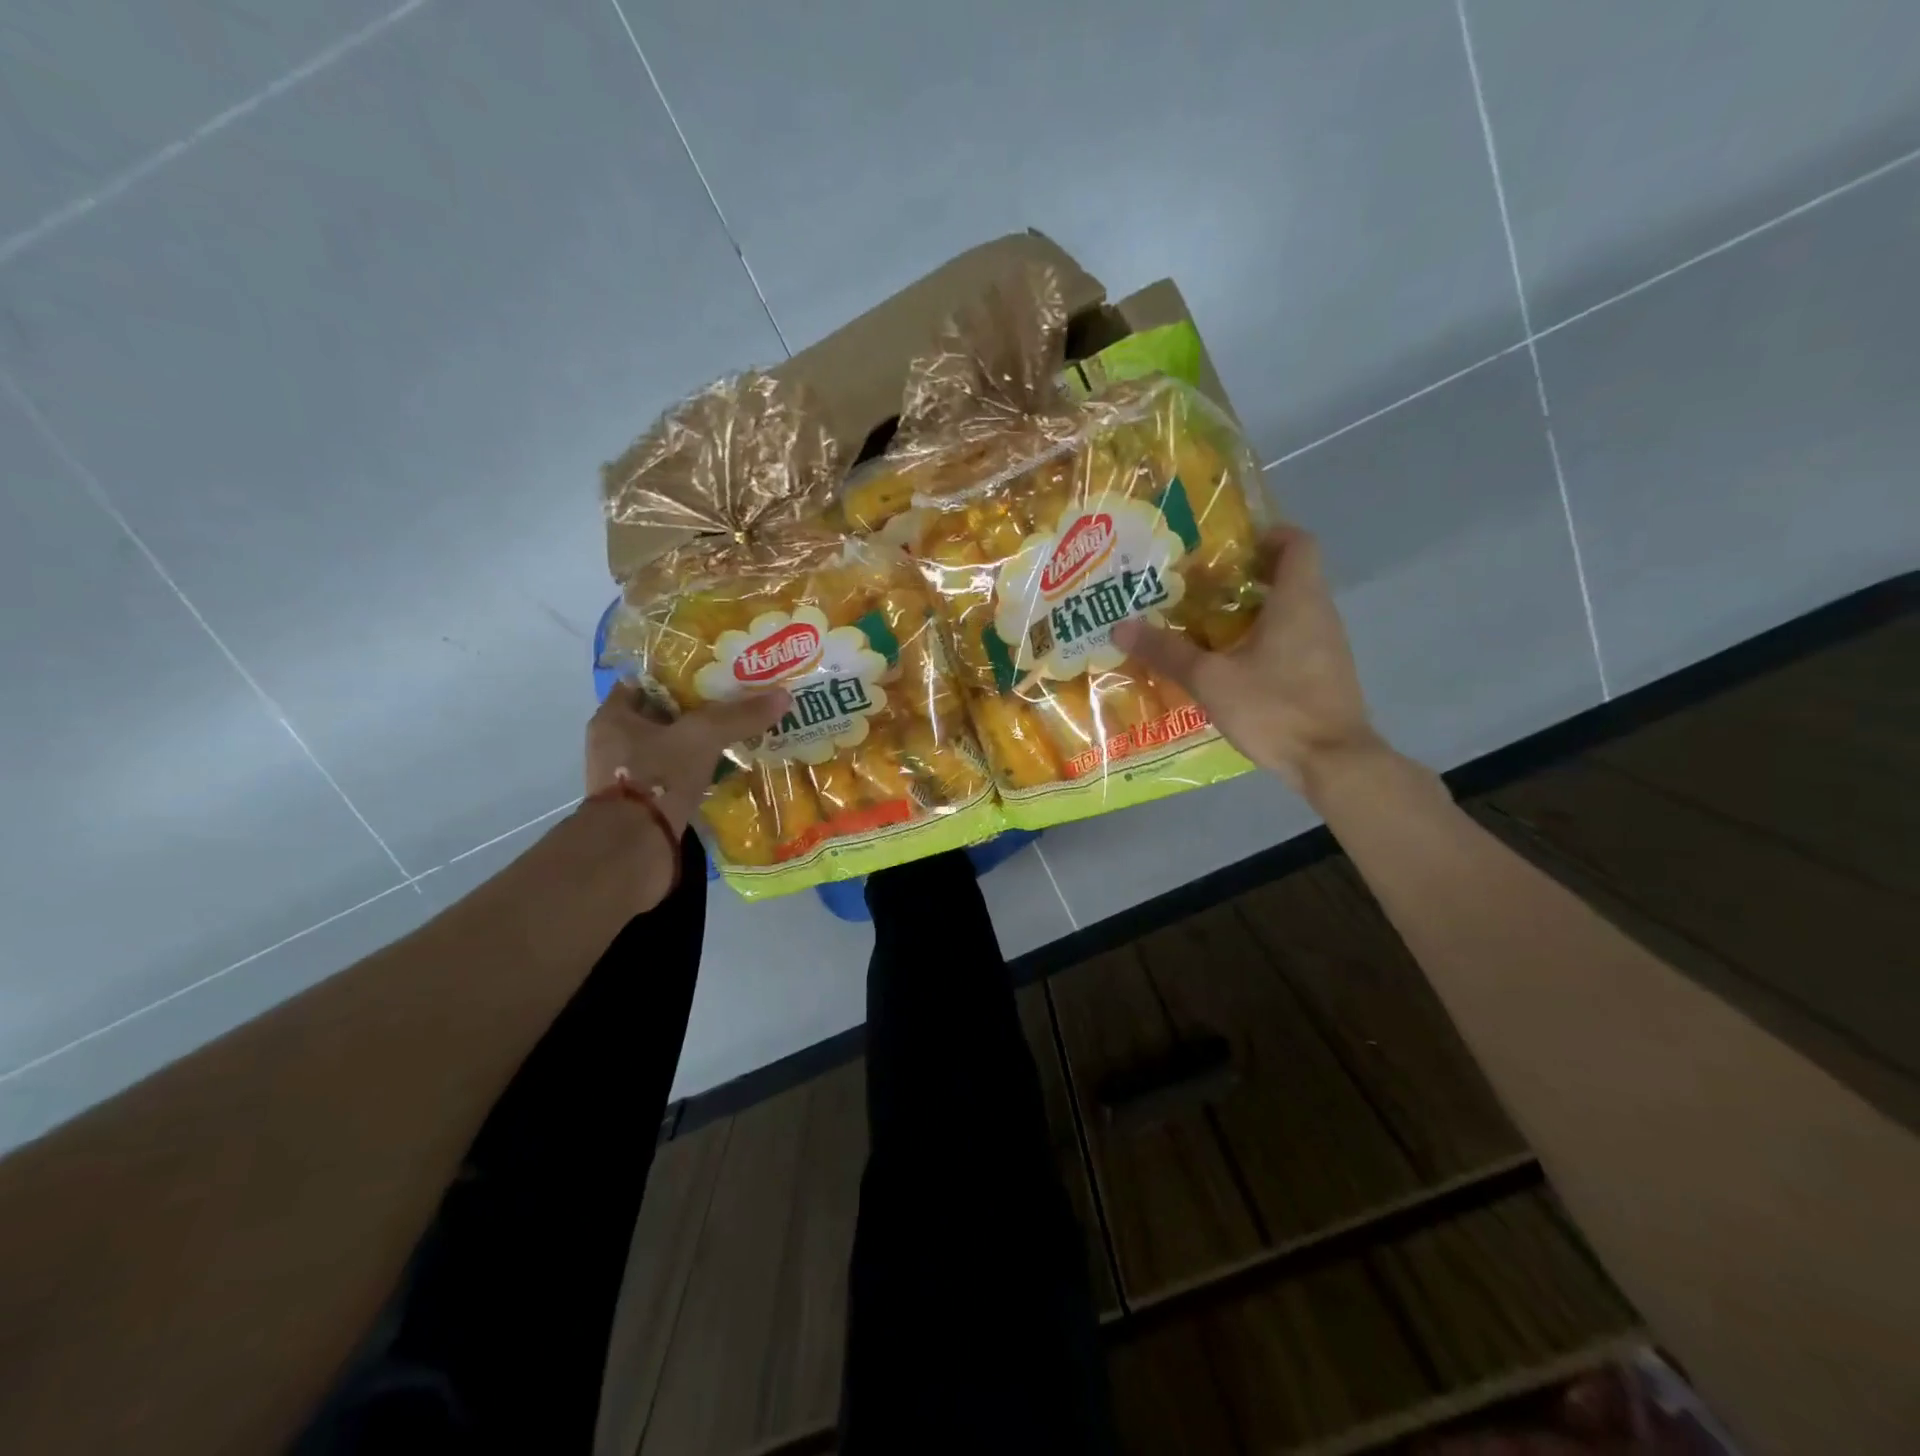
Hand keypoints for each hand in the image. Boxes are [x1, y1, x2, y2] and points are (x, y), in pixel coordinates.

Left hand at [586, 683, 789, 833]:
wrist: (634, 848)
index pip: (647, 681)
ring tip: (740, 735)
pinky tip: (728, 769)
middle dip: (698, 710)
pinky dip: (699, 772)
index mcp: (613, 717)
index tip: (714, 673)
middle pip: (663, 715)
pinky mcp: (644, 804)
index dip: (680, 674)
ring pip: (671, 748)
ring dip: (700, 744)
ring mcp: (629, 776)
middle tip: (736, 702)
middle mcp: (615, 743)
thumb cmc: (657, 777)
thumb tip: (783, 696)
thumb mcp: (702, 737)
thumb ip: (740, 716)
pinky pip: (677, 777)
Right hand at [1113, 526, 1381, 796]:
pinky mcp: (1326, 674)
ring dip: (1252, 611)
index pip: (1297, 541)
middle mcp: (1320, 613)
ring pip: (1291, 610)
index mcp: (1298, 600)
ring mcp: (1328, 645)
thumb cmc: (1275, 708)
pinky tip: (1232, 665)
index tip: (1227, 550)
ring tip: (1206, 626)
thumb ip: (1167, 651)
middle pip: (1289, 575)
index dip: (1265, 535)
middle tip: (1199, 590)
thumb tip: (1120, 626)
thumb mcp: (1210, 680)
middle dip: (1244, 577)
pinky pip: (1294, 640)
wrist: (1332, 762)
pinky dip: (1265, 640)